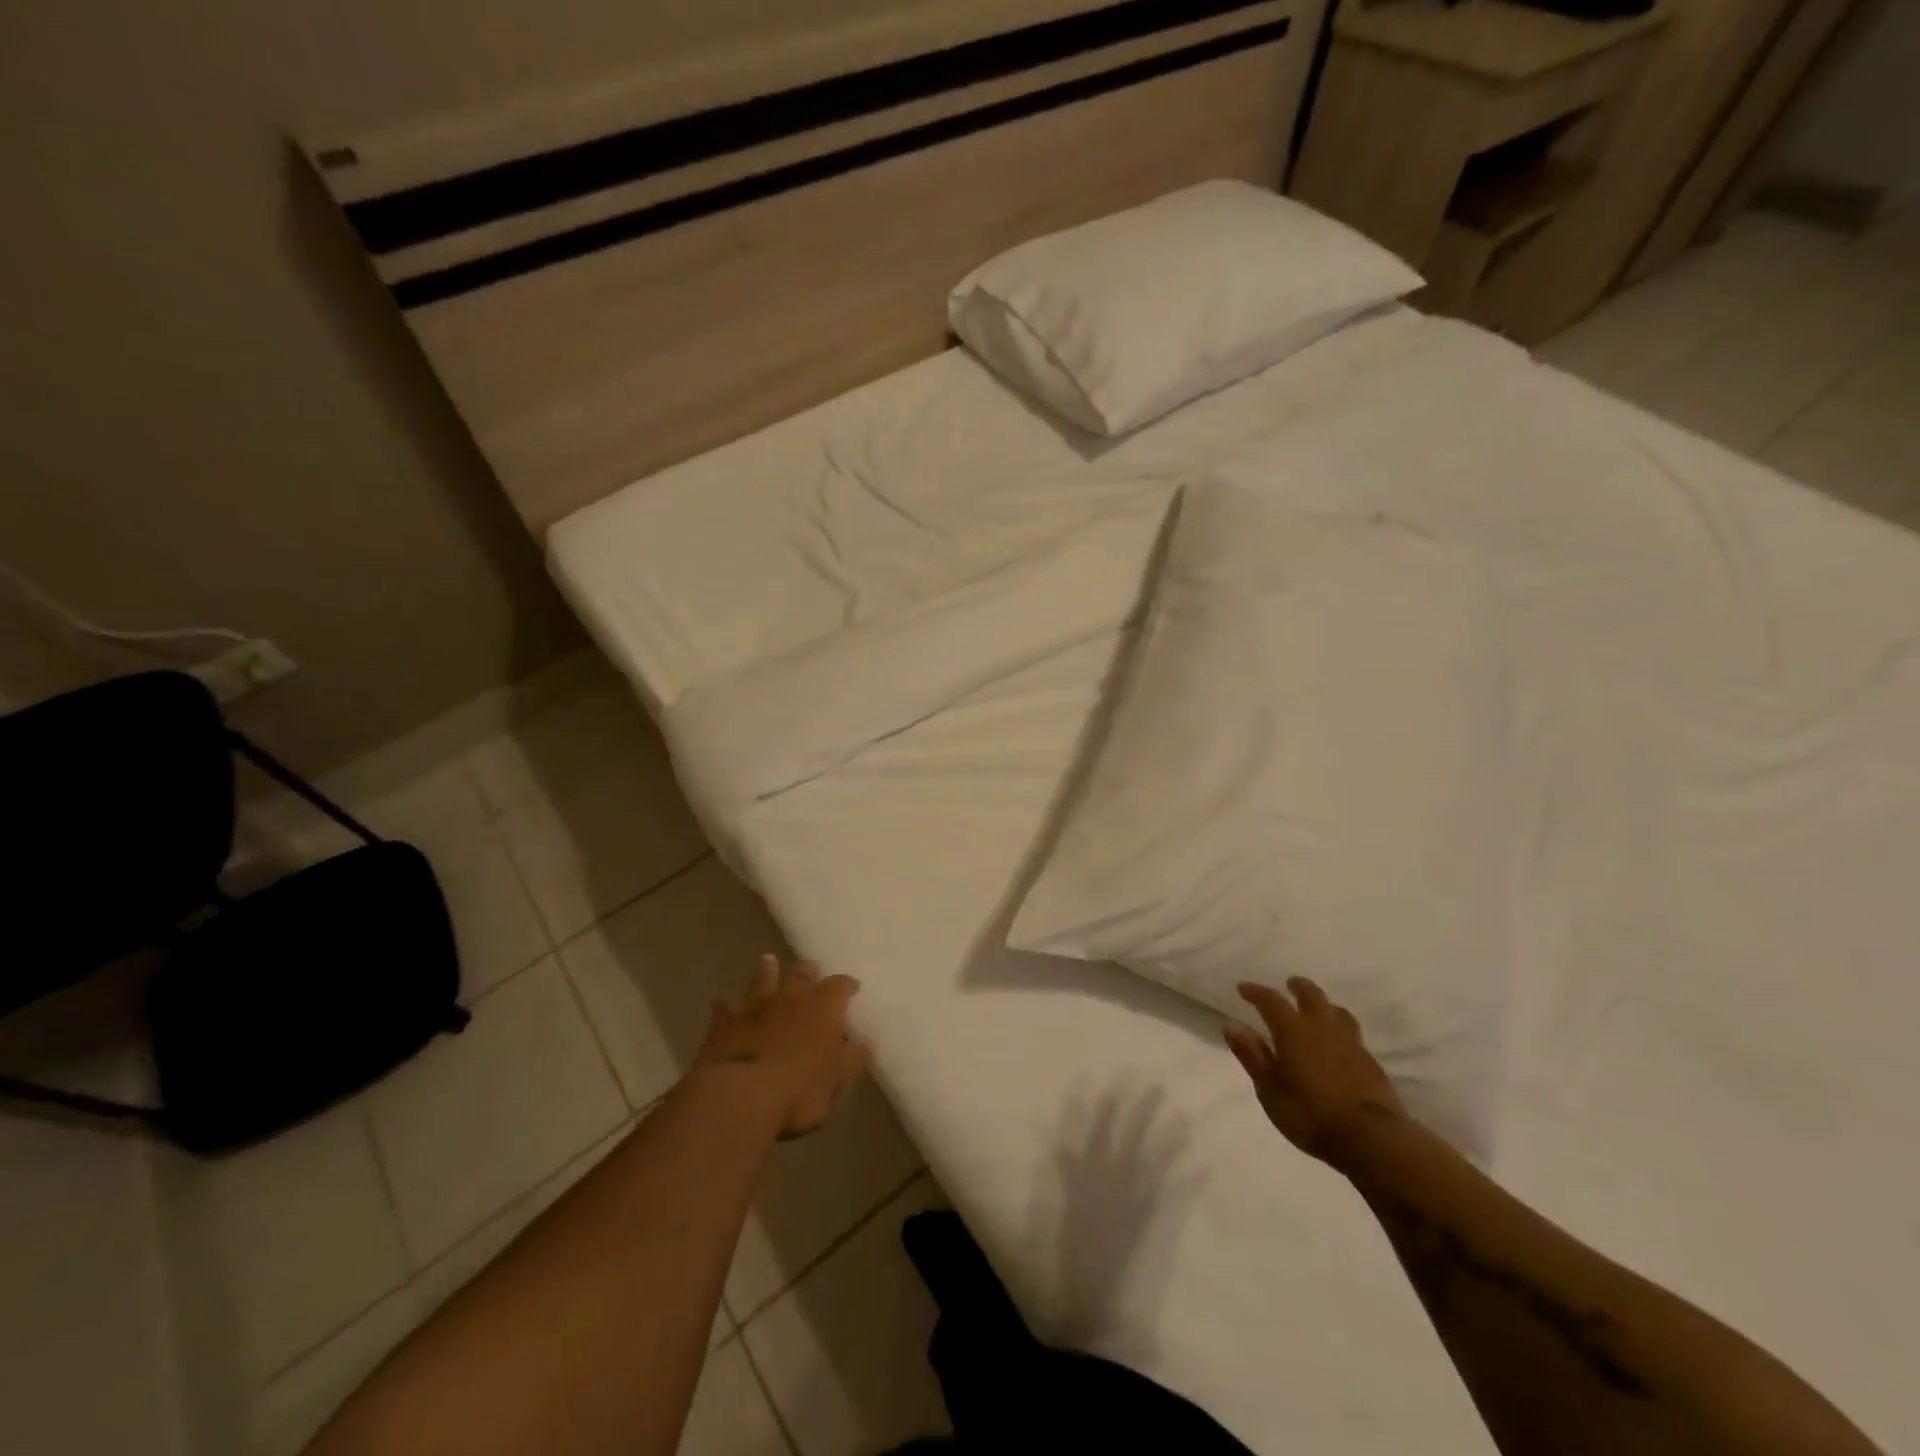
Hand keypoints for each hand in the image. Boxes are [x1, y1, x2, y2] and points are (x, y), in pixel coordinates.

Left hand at [697, 955, 868, 1138]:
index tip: (852, 986)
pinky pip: (725, 1009)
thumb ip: (851, 1057)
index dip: (847, 985)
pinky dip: (727, 1005)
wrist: (741, 1096)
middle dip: (808, 971)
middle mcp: (791, 998)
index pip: (840, 986)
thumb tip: (861, 1041)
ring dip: (767, 971)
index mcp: (823, 1009)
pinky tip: (723, 1002)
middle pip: (801, 974)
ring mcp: (756, 1008)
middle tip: (811, 970)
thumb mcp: (838, 1080)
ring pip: (764, 980)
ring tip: (769, 961)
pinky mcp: (725, 1024)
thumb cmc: (800, 1091)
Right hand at [1224, 977, 1404, 1168]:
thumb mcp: (1270, 1090)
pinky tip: (1339, 1043)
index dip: (1256, 992)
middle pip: (1311, 995)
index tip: (1243, 988)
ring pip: (1337, 1011)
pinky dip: (1340, 1029)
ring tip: (1318, 1009)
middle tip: (1289, 984)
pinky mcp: (1370, 1062)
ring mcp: (1351, 1043)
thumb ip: (1252, 1056)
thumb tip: (1231, 1026)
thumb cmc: (1310, 1114)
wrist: (1372, 1139)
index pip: (1271, 1000)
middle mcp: (1322, 1028)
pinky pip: (1352, 1034)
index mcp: (1293, 1030)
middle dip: (1298, 987)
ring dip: (1324, 1005)